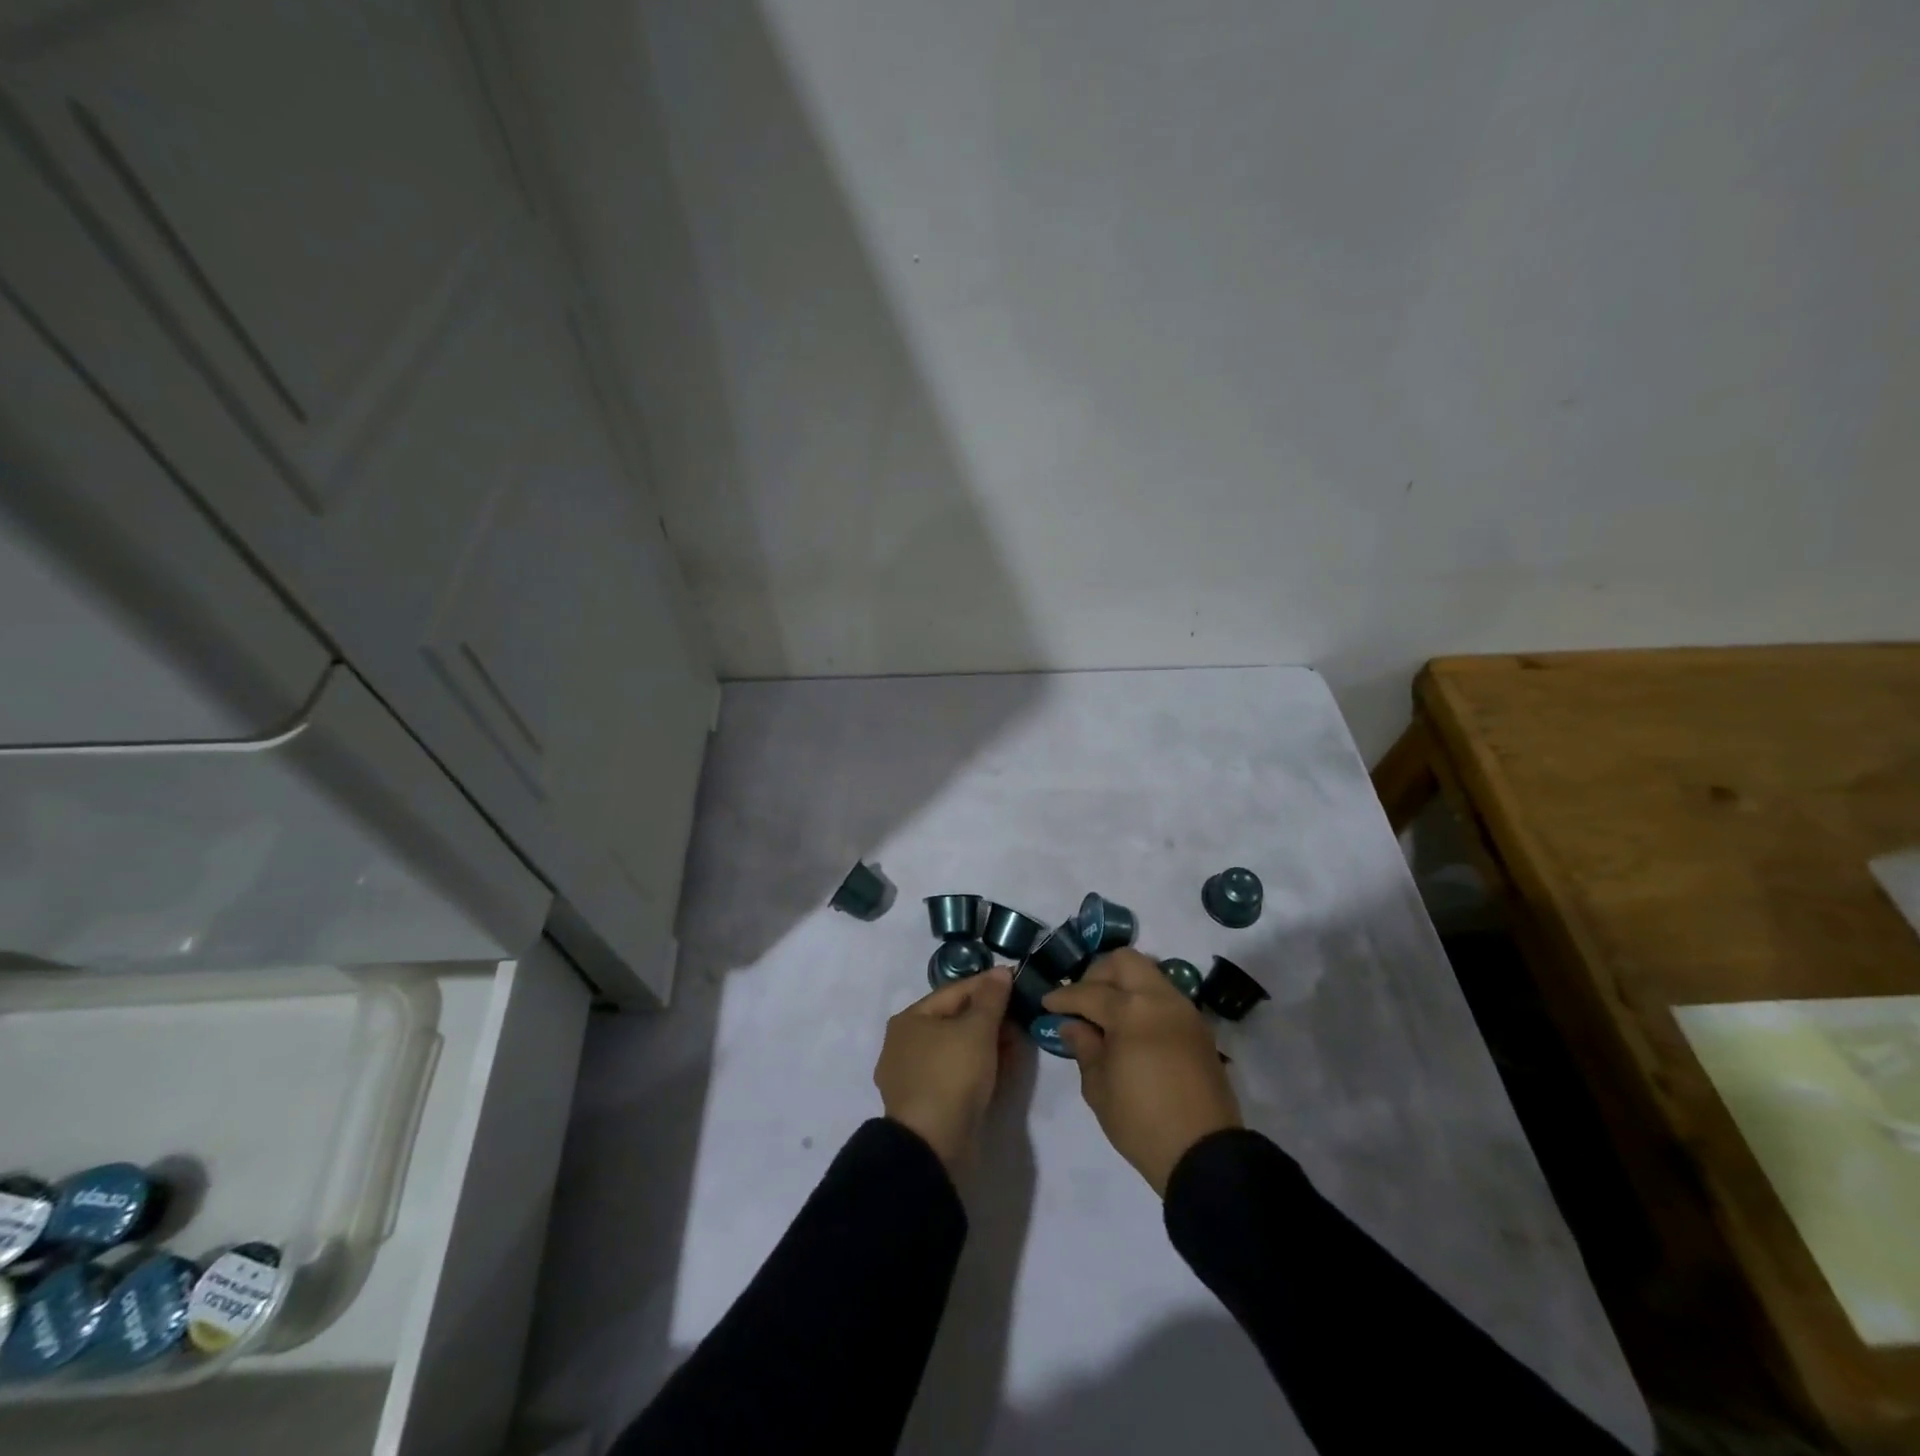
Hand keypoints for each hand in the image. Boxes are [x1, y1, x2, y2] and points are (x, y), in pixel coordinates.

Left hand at [874, 967, 1013, 1174]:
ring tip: (1017, 1041)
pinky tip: (1002, 1067)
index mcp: (909, 1019)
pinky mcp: (926, 1104)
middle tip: (1020, 1015)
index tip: (1016, 980)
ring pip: (956, 1049)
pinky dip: (979, 1066)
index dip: (987, 984)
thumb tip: (1000, 971)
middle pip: (954, 1020)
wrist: (932, 1146)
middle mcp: (904, 1044)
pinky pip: (956, 1074)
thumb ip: (991, 998)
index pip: (954, 991)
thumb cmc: (951, 1075)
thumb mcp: (977, 1029)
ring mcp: (913, 1076)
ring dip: (987, 1043)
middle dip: (989, 1016)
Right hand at [1043, 949, 1241, 1194]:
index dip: (1064, 997)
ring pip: (1148, 974)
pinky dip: (1143, 1000)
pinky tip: (1130, 1027)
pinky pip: (1165, 996)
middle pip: (1125, 961)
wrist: (1203, 1154)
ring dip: (1123, 984)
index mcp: (1132, 1011)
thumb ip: (1084, 1047)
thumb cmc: (1141, 1122)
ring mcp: (1184, 1010)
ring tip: (1105, 1013)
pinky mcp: (1199, 1028)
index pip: (1090, 992)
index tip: (1047, 1004)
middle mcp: (1161, 999)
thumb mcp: (1099, 1088)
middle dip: (1097, 973)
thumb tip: (1072, 1024)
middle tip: (1082, 999)